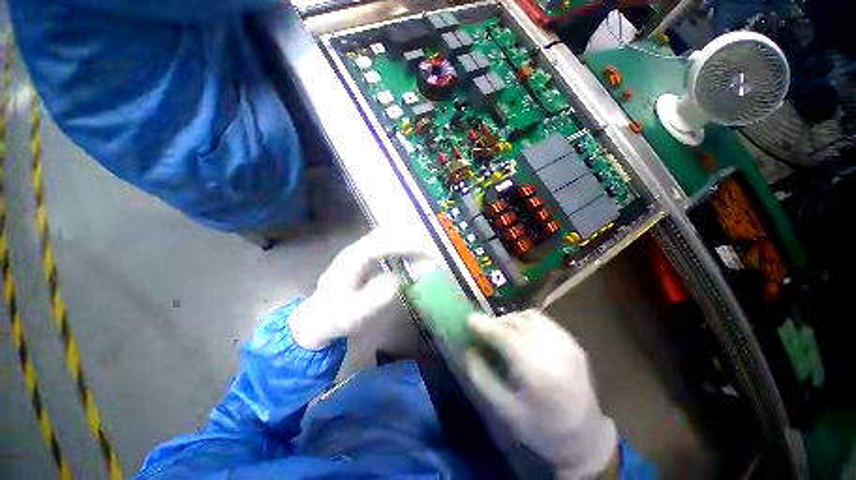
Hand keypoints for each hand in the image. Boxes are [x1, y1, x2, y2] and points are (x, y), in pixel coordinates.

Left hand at [289, 228, 428, 349]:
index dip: (407, 245)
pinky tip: (417, 256)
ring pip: (391, 237)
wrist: (320, 316)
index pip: (383, 243)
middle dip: (413, 239)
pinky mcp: (369, 257)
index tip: (428, 252)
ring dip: (411, 241)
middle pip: (389, 234)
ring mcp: (363, 251)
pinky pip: (391, 245)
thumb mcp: (351, 314)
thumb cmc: (334, 317)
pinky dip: (406, 248)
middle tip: (435, 251)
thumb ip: (372, 299)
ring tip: (431, 253)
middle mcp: (359, 249)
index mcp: (353, 259)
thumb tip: (397, 281)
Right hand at [466, 310, 617, 477]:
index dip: (485, 325)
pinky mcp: (573, 341)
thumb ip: (482, 377)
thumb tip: (469, 350)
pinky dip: (525, 320)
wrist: (585, 437)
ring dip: (510, 319)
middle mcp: (553, 350)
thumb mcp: (505, 410)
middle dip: (495, 323)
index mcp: (536, 371)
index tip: (469, 320)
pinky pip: (542, 320)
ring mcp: (566, 343)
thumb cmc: (541, 428)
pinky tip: (521, 333)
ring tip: (501, 332)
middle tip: (483, 331)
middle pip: (515, 323)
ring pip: (529, 316)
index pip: (505, 335)